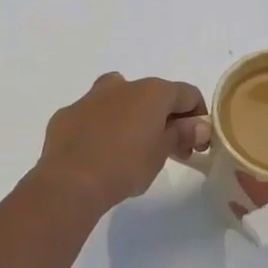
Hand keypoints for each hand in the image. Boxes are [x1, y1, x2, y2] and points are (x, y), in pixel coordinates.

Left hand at [35, 73, 211, 213]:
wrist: (70, 181)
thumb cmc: (126, 165)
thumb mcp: (162, 153)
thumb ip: (182, 134)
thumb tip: (199, 125)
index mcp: (151, 91)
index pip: (187, 93)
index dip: (197, 116)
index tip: (196, 142)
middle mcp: (123, 85)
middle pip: (153, 94)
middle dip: (164, 117)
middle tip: (169, 149)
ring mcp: (91, 97)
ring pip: (119, 97)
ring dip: (130, 115)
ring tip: (131, 145)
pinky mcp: (67, 114)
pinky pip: (91, 115)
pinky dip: (100, 127)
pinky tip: (98, 152)